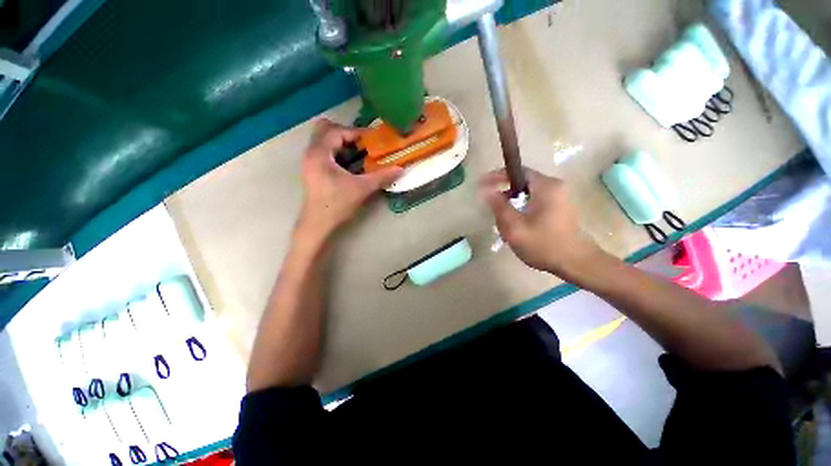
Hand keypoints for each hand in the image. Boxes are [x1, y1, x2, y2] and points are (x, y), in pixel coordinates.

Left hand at [298, 119, 402, 234]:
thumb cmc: (336, 205)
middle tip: (363, 141)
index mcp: (320, 153)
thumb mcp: (361, 188)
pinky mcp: (310, 168)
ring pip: (323, 139)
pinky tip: (349, 161)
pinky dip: (336, 149)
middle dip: (346, 133)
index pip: (339, 131)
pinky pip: (323, 148)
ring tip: (358, 150)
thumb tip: (401, 168)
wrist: (316, 225)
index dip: (358, 132)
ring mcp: (308, 160)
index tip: (374, 138)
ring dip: (341, 141)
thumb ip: (381, 176)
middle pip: (326, 129)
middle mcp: (311, 152)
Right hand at [480, 167, 602, 280]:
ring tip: (506, 220)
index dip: (497, 176)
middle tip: (493, 207)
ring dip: (517, 203)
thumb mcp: (516, 229)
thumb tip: (486, 191)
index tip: (482, 186)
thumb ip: (500, 208)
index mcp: (545, 185)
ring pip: (532, 194)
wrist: (576, 262)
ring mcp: (561, 197)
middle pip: (524, 182)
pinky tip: (522, 226)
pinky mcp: (564, 209)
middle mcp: (555, 186)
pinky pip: (540, 202)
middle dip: (507, 193)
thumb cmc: (545, 244)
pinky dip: (528, 209)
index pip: (517, 171)